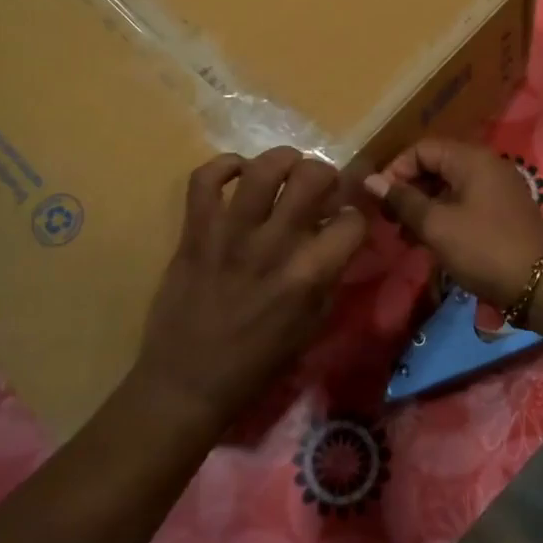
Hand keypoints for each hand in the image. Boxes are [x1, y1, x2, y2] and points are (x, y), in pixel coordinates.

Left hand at [134, 148, 367, 426]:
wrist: (187, 383)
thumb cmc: (257, 364)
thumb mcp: (312, 326)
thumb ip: (329, 277)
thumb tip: (339, 238)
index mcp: (308, 276)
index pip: (352, 221)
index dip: (356, 217)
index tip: (346, 221)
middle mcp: (273, 246)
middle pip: (312, 177)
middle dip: (326, 173)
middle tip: (320, 186)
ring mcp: (230, 235)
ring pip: (263, 169)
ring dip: (283, 159)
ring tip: (286, 168)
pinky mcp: (195, 233)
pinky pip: (204, 179)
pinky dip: (224, 166)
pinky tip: (238, 173)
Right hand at [365, 138, 542, 307]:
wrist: (542, 285)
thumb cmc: (485, 249)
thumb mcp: (437, 226)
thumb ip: (404, 201)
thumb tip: (372, 181)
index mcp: (471, 159)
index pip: (422, 148)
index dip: (396, 170)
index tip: (380, 200)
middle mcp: (486, 166)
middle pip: (436, 166)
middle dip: (408, 190)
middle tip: (389, 221)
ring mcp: (497, 190)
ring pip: (449, 188)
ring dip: (423, 208)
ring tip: (404, 237)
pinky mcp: (502, 214)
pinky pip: (464, 205)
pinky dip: (443, 218)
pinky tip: (428, 243)